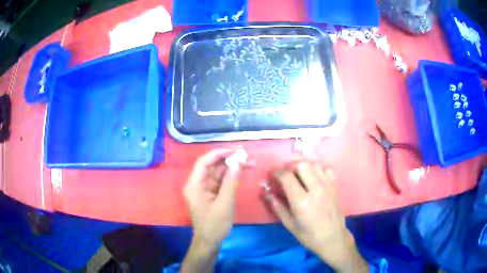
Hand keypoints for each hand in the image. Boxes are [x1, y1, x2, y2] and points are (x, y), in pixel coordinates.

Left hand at [182, 148, 246, 272]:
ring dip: (232, 168)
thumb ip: (231, 181)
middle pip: (212, 166)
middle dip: (229, 161)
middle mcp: (197, 184)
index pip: (204, 162)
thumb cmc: (215, 224)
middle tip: (247, 158)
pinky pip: (220, 181)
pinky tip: (242, 173)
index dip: (219, 153)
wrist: (210, 241)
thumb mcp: (225, 203)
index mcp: (194, 185)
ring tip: (249, 163)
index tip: (235, 151)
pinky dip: (230, 177)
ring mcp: (204, 189)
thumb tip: (238, 162)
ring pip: (217, 173)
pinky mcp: (210, 194)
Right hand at [265, 161, 368, 271]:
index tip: (273, 175)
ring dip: (303, 166)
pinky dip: (317, 170)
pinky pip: (326, 170)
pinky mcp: (334, 187)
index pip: (287, 177)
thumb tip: (267, 194)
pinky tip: (313, 179)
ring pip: (314, 165)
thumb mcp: (290, 224)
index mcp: (301, 201)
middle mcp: (315, 190)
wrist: (333, 238)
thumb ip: (278, 207)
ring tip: (298, 175)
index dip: (277, 173)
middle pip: (302, 165)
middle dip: (290, 166)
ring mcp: (327, 187)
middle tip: (286, 175)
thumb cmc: (309, 235)